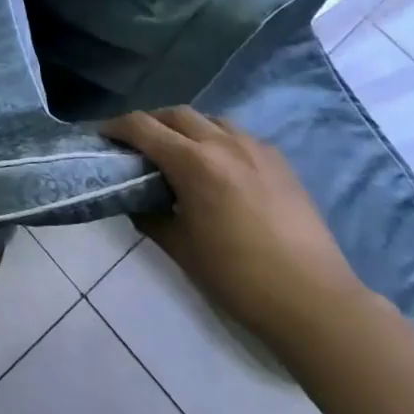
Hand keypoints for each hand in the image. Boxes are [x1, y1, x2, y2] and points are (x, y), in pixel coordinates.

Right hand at [103, 107, 369, 350]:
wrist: (312, 299)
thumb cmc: (236, 276)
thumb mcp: (179, 247)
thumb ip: (149, 215)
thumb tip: (135, 201)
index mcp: (194, 163)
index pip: (143, 127)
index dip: (116, 127)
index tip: (101, 136)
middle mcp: (224, 144)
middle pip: (176, 114)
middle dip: (149, 122)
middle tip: (134, 144)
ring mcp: (256, 149)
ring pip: (210, 120)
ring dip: (184, 127)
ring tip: (175, 151)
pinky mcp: (280, 162)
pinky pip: (237, 136)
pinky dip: (216, 139)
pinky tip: (216, 166)